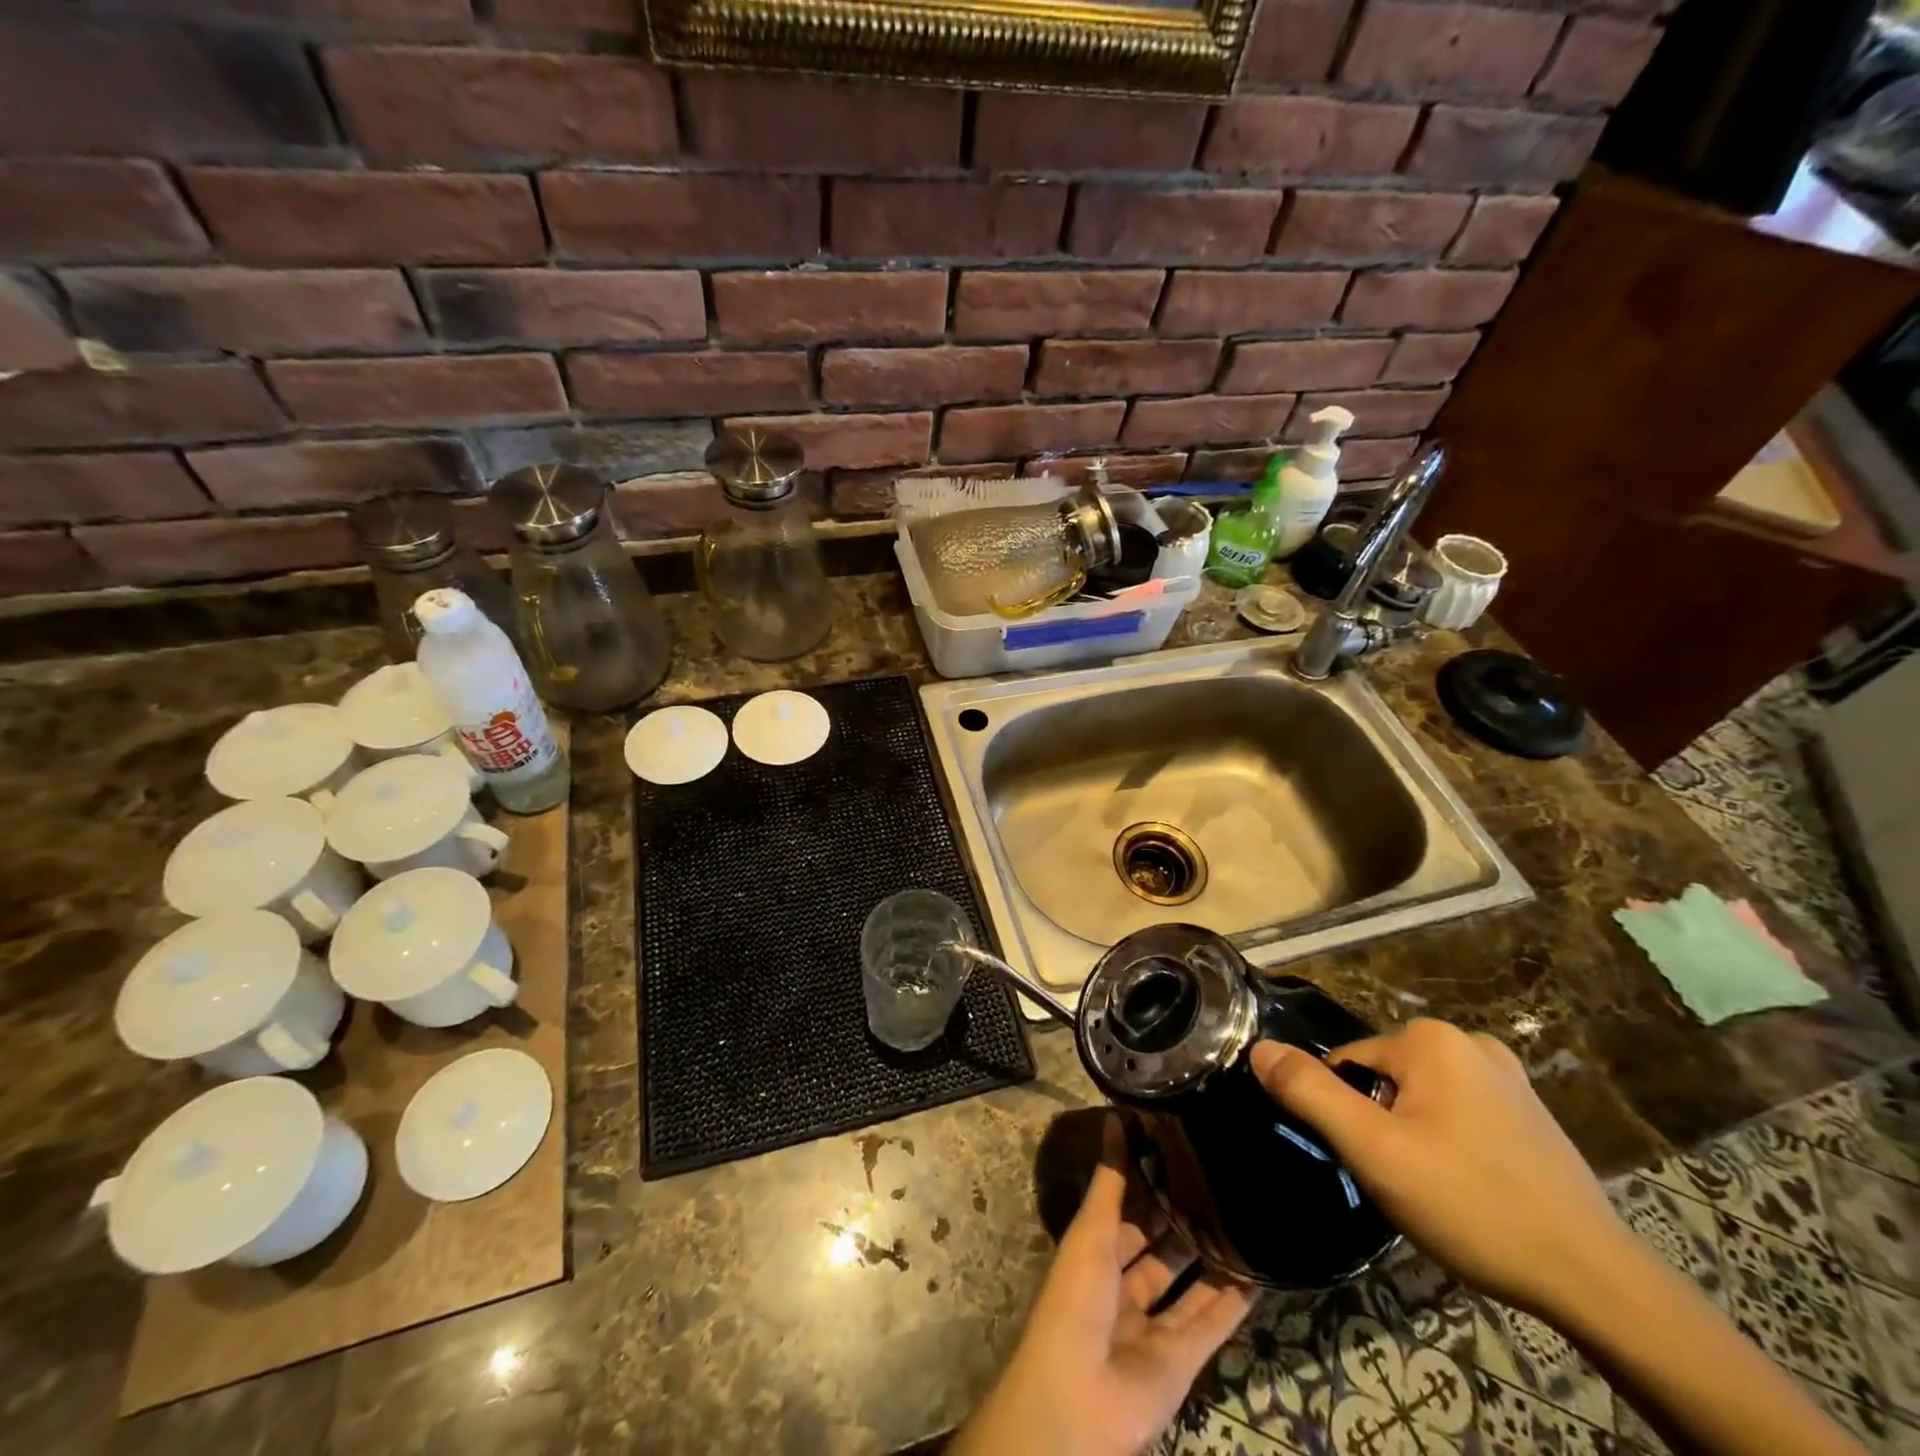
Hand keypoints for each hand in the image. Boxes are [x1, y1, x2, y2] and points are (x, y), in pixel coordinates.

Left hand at [952, 1118, 1255, 1455]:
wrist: (1078, 1400)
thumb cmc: (1075, 1299)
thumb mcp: (1091, 1231)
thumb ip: (1110, 1180)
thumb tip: (1114, 1117)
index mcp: (1095, 1252)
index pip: (1126, 1208)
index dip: (1148, 1181)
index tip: (1179, 1146)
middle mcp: (1123, 1285)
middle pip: (1159, 1244)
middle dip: (1184, 1215)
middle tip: (1222, 1176)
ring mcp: (1153, 1325)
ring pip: (1189, 1282)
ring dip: (1213, 1254)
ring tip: (1246, 1213)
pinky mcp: (1183, 1361)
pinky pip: (1211, 1324)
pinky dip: (1234, 1301)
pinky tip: (1260, 1270)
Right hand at [1250, 1019, 1630, 1320]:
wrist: (1597, 1281)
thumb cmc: (1472, 1204)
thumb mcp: (1374, 1151)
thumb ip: (1310, 1093)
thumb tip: (1258, 1048)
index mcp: (1430, 1039)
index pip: (1348, 1063)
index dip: (1348, 1116)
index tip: (1369, 1162)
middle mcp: (1469, 1040)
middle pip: (1385, 1077)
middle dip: (1380, 1123)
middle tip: (1401, 1180)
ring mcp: (1507, 1075)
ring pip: (1421, 1096)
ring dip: (1413, 1133)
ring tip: (1436, 1189)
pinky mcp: (1531, 1111)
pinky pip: (1460, 1111)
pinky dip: (1450, 1140)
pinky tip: (1470, 1186)